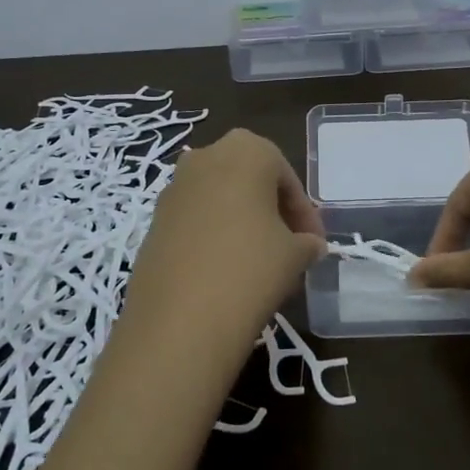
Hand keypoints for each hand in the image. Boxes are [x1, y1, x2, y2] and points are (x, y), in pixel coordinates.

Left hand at [120, 129, 325, 369]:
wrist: (179, 318)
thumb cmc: (251, 268)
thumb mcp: (295, 255)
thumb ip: (307, 243)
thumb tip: (309, 246)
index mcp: (246, 151)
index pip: (287, 178)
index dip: (305, 213)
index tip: (315, 245)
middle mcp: (205, 157)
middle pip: (250, 181)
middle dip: (273, 212)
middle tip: (290, 247)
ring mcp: (173, 188)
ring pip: (220, 199)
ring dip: (243, 223)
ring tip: (261, 263)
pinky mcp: (153, 221)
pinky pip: (195, 220)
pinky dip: (215, 236)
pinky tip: (228, 272)